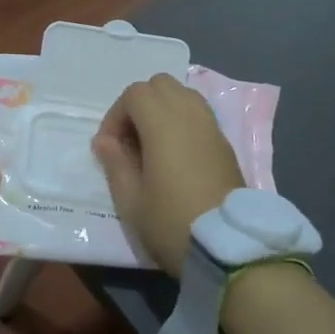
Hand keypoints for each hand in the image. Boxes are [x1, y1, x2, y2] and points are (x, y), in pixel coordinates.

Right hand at [92, 74, 243, 275]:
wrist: (229, 249)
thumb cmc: (172, 222)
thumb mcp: (131, 201)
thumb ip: (115, 163)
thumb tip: (105, 141)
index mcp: (163, 124)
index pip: (135, 94)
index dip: (116, 115)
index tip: (109, 147)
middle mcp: (190, 115)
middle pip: (161, 85)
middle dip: (139, 104)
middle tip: (130, 140)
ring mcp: (212, 128)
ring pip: (183, 95)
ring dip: (162, 110)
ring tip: (152, 145)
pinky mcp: (225, 144)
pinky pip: (199, 114)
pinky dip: (182, 121)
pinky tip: (174, 155)